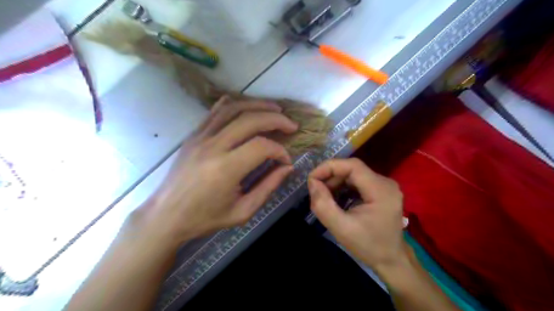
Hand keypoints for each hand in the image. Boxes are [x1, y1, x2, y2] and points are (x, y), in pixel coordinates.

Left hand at [141, 98, 298, 244]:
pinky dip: (234, 105)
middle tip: (291, 125)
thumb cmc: (205, 217)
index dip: (279, 151)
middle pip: (250, 120)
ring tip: (276, 109)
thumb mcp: (242, 211)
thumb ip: (268, 187)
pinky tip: (247, 107)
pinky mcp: (194, 135)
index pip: (261, 146)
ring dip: (258, 105)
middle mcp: (213, 147)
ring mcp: (200, 137)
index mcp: (225, 169)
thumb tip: (287, 167)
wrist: (166, 215)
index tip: (285, 161)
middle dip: (276, 119)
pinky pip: (215, 112)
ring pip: (233, 109)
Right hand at [307, 160, 405, 272]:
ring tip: (324, 196)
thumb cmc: (368, 246)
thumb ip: (323, 205)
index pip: (353, 166)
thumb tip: (312, 183)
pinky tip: (336, 199)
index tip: (312, 179)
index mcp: (381, 190)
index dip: (329, 167)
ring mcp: (384, 186)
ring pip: (354, 175)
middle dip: (331, 177)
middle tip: (316, 191)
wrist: (391, 260)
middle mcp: (385, 183)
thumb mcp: (341, 229)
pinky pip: (358, 182)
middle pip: (353, 169)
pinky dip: (343, 187)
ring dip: (336, 182)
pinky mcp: (381, 191)